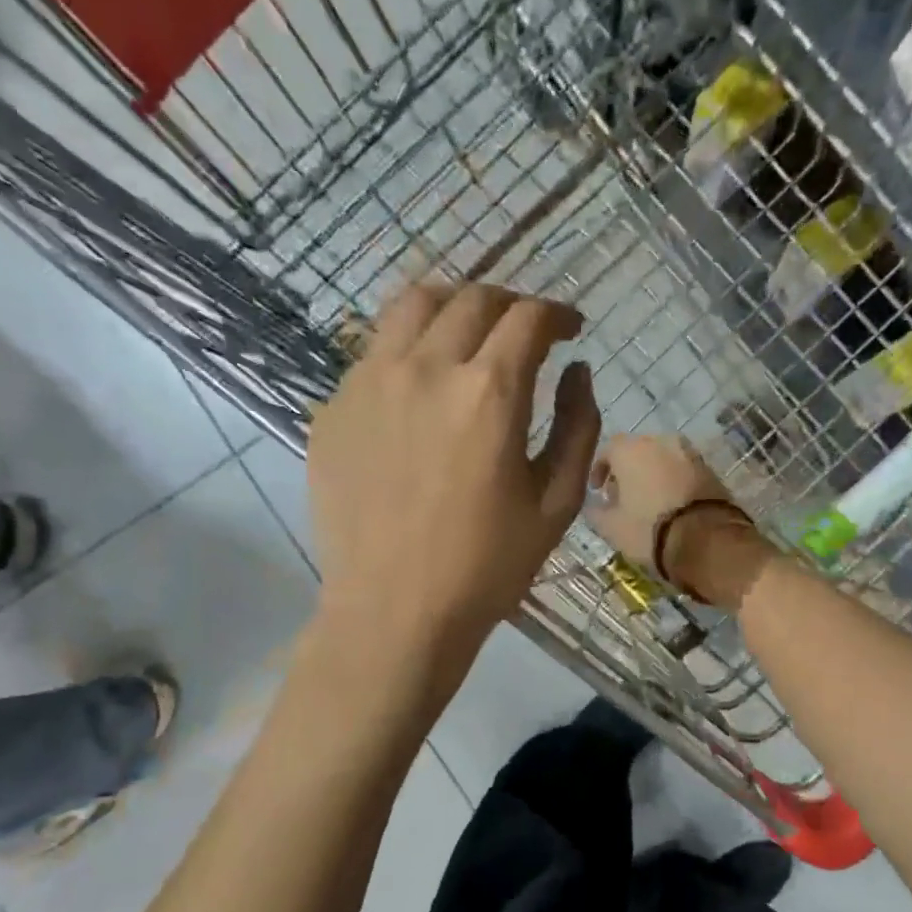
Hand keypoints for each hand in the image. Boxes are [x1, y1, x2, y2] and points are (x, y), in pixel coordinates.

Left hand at [309, 283, 600, 654]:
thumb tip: (577, 371)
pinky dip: (407, 352)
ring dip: (452, 308)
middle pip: (472, 298)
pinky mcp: (332, 409)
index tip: (569, 330)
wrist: (394, 612)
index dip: (558, 314)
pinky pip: (373, 354)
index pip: (528, 318)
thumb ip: (578, 427)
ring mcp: (367, 383)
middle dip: (510, 305)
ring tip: (467, 335)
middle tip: (524, 333)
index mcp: (489, 393)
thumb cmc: (487, 567)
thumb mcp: (557, 504)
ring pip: (411, 306)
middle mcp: (424, 368)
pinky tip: (418, 391)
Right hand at [588, 434, 776, 610]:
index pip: (608, 450)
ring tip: (648, 502)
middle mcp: (661, 441)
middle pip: (638, 451)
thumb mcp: (612, 527)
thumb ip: (597, 512)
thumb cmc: (648, 529)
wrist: (705, 539)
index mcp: (631, 449)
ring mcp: (689, 453)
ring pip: (663, 460)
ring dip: (653, 475)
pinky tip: (671, 505)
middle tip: (623, 496)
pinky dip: (674, 482)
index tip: (598, 490)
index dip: (600, 470)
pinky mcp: (710, 469)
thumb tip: (594, 506)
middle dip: (628, 471)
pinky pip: (683, 471)